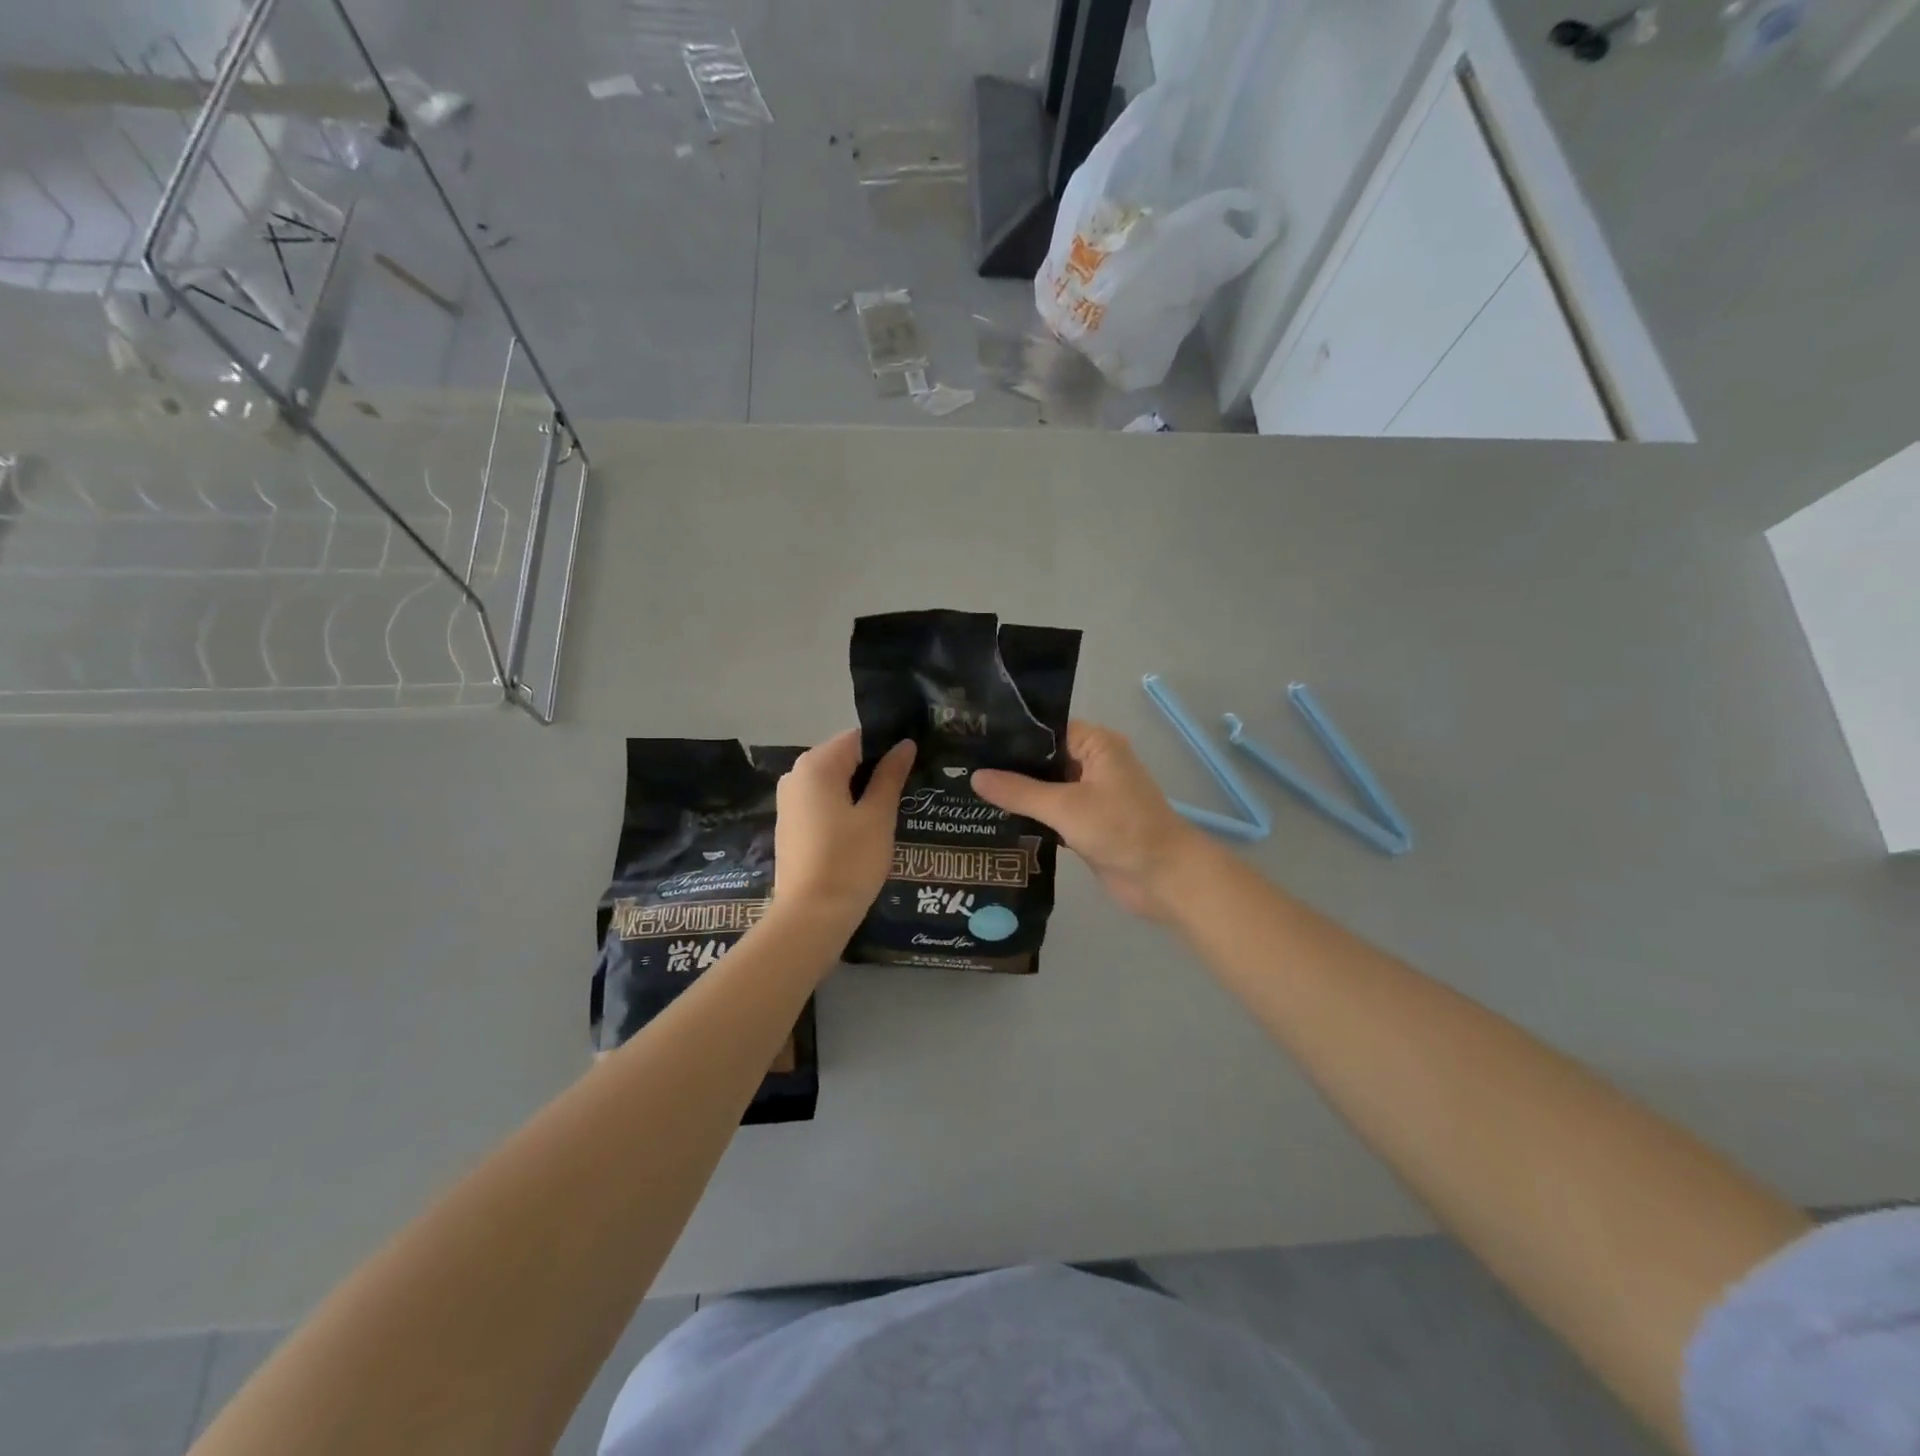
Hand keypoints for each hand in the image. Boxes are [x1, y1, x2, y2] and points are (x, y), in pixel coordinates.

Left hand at [772, 730, 915, 930]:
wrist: (810, 916)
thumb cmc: (850, 861)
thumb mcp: (878, 816)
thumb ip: (890, 775)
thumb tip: (904, 744)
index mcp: (817, 765)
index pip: (859, 738)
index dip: (888, 748)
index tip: (913, 766)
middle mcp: (796, 774)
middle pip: (844, 758)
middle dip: (874, 771)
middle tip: (908, 791)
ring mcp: (789, 800)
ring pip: (833, 782)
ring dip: (860, 792)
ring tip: (891, 811)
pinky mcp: (790, 824)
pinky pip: (822, 802)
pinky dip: (843, 808)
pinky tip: (864, 830)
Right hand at [972, 721, 1208, 921]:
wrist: (1164, 878)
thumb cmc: (1121, 829)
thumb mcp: (1065, 806)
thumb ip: (1019, 791)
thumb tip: (975, 776)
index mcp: (1097, 745)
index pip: (1047, 729)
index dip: (1012, 735)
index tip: (973, 740)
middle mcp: (1094, 764)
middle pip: (1044, 759)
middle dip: (1009, 766)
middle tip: (960, 768)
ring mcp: (1090, 796)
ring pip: (1046, 788)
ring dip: (1017, 794)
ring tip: (967, 791)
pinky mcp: (1086, 824)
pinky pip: (1051, 814)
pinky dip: (1030, 817)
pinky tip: (994, 819)